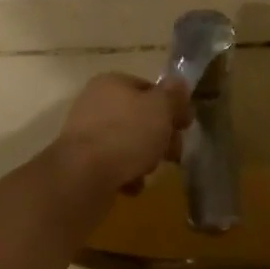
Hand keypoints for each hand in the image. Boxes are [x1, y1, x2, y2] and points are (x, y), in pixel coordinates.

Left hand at [52, 74, 191, 195]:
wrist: (83, 176)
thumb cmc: (126, 134)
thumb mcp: (160, 108)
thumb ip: (173, 95)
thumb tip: (179, 83)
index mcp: (112, 83)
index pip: (149, 89)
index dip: (171, 106)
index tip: (186, 126)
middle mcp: (95, 103)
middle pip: (140, 117)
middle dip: (160, 137)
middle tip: (173, 154)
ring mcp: (87, 133)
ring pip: (129, 143)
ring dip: (145, 158)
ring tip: (148, 170)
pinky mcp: (83, 162)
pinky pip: (114, 165)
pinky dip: (127, 175)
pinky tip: (132, 185)